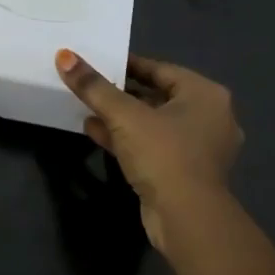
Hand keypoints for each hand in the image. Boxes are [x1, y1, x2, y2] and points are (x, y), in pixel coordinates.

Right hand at [55, 50, 247, 274]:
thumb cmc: (163, 155)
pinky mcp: (186, 172)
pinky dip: (128, 138)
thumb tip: (64, 56)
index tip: (97, 63)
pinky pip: (153, 146)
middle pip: (157, 95)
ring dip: (121, 118)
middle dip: (121, 93)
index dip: (126, 64)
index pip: (160, 68)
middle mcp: (210, 117)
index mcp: (205, 95)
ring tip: (87, 108)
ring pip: (153, 123)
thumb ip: (94, 86)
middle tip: (90, 85)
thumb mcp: (124, 116)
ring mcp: (200, 148)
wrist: (186, 219)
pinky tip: (94, 132)